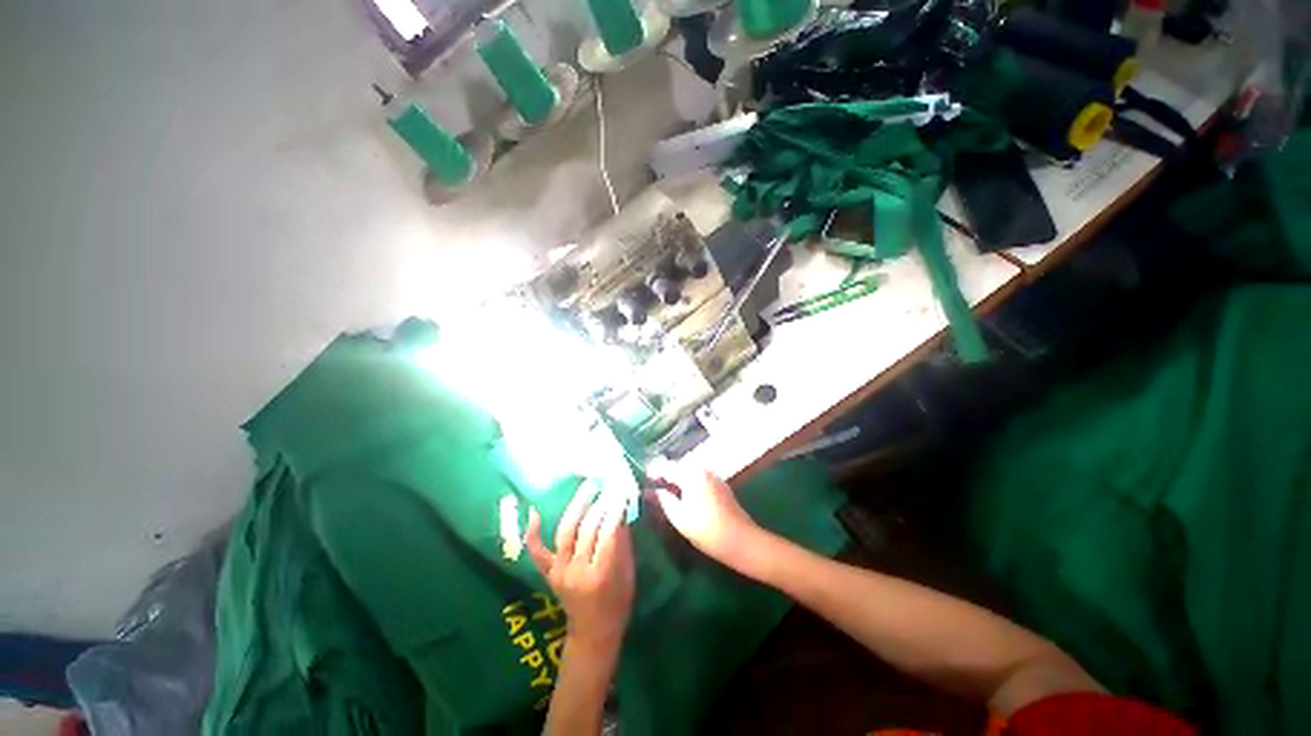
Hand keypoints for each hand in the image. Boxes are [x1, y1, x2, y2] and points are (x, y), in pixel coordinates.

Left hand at [526, 481, 634, 653]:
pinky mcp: (548, 573)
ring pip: (566, 531)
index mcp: (602, 574)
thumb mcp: (628, 574)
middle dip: (600, 503)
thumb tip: (620, 510)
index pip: (608, 533)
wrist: (593, 633)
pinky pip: (537, 551)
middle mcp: (578, 571)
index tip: (621, 489)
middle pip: (588, 529)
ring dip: (577, 505)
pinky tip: (534, 511)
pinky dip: (533, 532)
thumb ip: (623, 542)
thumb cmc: (617, 603)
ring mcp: (559, 572)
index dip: (615, 509)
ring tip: (588, 486)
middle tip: (607, 483)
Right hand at [646, 461, 765, 570]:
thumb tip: (651, 491)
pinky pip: (698, 478)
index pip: (666, 466)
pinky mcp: (720, 485)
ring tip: (664, 490)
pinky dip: (688, 483)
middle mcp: (702, 469)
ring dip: (676, 478)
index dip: (653, 471)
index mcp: (690, 473)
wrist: (741, 540)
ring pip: (689, 472)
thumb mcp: (678, 517)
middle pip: (678, 467)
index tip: (641, 476)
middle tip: (651, 484)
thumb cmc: (706, 529)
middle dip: (664, 474)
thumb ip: (663, 500)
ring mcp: (713, 476)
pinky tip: (683, 495)